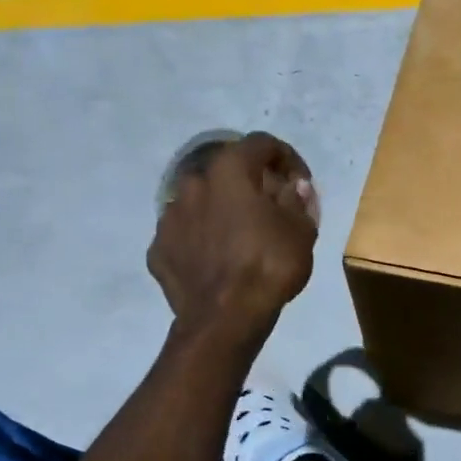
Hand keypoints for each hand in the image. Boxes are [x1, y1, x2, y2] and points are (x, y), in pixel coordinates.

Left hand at [148, 132, 318, 337]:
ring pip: (201, 203)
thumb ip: (297, 201)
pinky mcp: (158, 249)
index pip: (261, 143)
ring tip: (241, 237)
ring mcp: (169, 217)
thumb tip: (294, 187)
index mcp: (230, 170)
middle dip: (249, 184)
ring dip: (221, 211)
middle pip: (226, 172)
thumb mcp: (301, 231)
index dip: (286, 157)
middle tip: (270, 208)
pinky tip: (218, 261)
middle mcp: (193, 183)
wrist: (224, 317)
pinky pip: (185, 235)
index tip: (300, 182)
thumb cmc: (269, 265)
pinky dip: (202, 240)